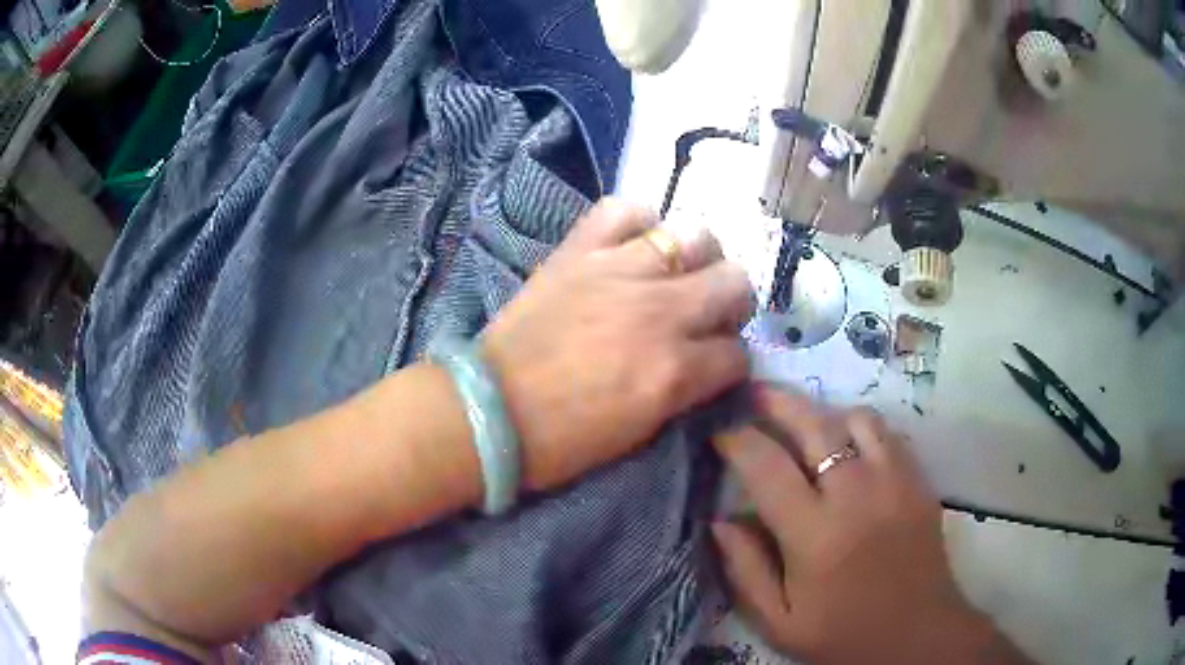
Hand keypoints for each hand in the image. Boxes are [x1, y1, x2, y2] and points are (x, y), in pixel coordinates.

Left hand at [481, 198, 752, 491]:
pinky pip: (623, 210)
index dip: (731, 362)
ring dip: (695, 258)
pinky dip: (636, 222)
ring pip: (695, 235)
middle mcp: (661, 311)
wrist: (490, 411)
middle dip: (730, 303)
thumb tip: (704, 364)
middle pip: (735, 281)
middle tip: (705, 315)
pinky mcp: (579, 251)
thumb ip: (684, 390)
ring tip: (673, 275)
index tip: (716, 365)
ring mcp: (620, 272)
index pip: (737, 354)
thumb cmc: (563, 439)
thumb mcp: (642, 430)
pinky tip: (631, 245)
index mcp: (675, 369)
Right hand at [712, 389, 1030, 664]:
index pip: (767, 466)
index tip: (720, 431)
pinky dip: (862, 428)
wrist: (916, 634)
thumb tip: (720, 521)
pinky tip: (851, 446)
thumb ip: (746, 571)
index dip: (737, 439)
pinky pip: (888, 433)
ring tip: (807, 425)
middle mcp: (856, 495)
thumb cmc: (842, 634)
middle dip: (778, 401)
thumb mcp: (779, 622)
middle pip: (814, 424)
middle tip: (756, 392)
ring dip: (825, 415)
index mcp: (814, 534)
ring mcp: (894, 481)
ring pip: (856, 418)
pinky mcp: (918, 481)